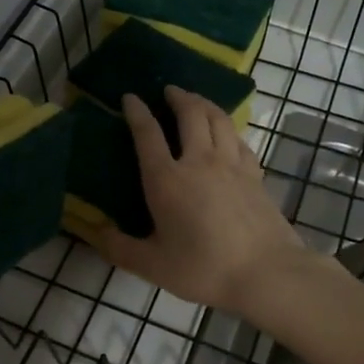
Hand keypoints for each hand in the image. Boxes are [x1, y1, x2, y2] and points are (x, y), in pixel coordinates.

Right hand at [72, 87, 310, 317]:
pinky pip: (240, 140)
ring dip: (205, 104)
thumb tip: (97, 232)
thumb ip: (120, 248)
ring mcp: (232, 165)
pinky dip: (229, 130)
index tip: (130, 97)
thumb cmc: (204, 268)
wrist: (266, 273)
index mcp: (166, 179)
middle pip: (190, 114)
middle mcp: (199, 161)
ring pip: (219, 119)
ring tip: (196, 100)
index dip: (137, 112)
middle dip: (178, 96)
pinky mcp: (255, 175)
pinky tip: (227, 134)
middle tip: (170, 90)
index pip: (148, 134)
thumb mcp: (152, 266)